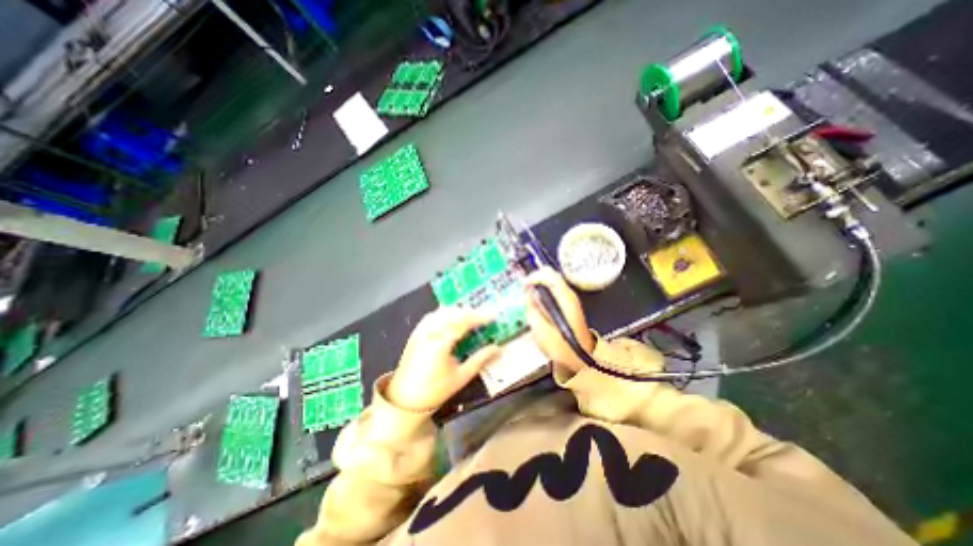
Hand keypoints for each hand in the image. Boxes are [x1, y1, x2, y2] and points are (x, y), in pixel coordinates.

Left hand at [385, 305, 500, 411]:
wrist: (404, 400)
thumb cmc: (435, 390)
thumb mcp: (461, 377)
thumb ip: (480, 359)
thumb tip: (498, 349)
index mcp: (440, 342)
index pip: (463, 321)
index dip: (480, 317)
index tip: (494, 316)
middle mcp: (429, 332)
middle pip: (453, 313)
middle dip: (471, 312)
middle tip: (485, 317)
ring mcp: (421, 330)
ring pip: (442, 312)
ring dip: (459, 311)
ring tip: (472, 318)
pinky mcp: (416, 333)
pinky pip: (433, 316)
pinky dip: (446, 314)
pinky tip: (453, 319)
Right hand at [524, 266, 592, 372]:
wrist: (581, 359)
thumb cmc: (562, 347)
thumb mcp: (541, 331)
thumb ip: (533, 309)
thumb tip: (527, 292)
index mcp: (565, 299)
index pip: (550, 275)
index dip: (534, 276)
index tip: (523, 284)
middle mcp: (569, 294)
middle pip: (551, 274)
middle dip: (535, 277)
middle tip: (523, 287)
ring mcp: (570, 298)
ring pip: (552, 280)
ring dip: (538, 283)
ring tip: (526, 294)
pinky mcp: (568, 303)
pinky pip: (553, 289)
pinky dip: (542, 290)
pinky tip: (535, 300)